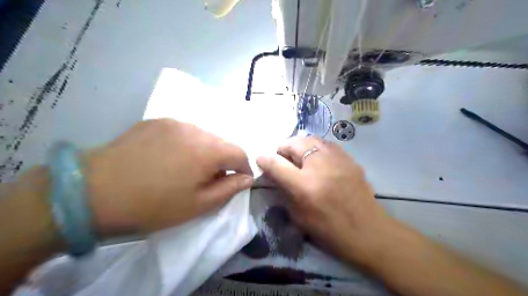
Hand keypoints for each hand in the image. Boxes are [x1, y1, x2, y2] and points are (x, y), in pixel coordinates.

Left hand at [86, 119, 253, 236]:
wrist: (92, 193)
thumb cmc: (152, 205)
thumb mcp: (198, 205)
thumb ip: (229, 189)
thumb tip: (247, 178)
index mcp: (207, 150)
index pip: (239, 153)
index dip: (244, 168)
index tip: (239, 181)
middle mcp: (194, 129)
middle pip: (221, 143)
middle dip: (223, 160)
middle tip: (210, 178)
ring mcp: (174, 122)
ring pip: (203, 135)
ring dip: (205, 150)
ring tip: (189, 168)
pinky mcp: (156, 121)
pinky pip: (183, 131)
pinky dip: (187, 143)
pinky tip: (171, 157)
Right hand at [257, 137, 386, 263]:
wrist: (368, 231)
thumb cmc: (330, 230)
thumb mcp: (299, 216)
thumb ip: (284, 191)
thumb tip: (273, 173)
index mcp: (304, 185)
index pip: (276, 164)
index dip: (265, 160)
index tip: (260, 159)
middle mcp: (320, 166)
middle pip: (294, 143)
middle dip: (283, 148)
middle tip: (283, 158)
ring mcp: (337, 159)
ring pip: (311, 139)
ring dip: (300, 145)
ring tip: (299, 156)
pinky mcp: (349, 159)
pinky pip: (327, 144)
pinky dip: (316, 148)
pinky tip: (318, 159)